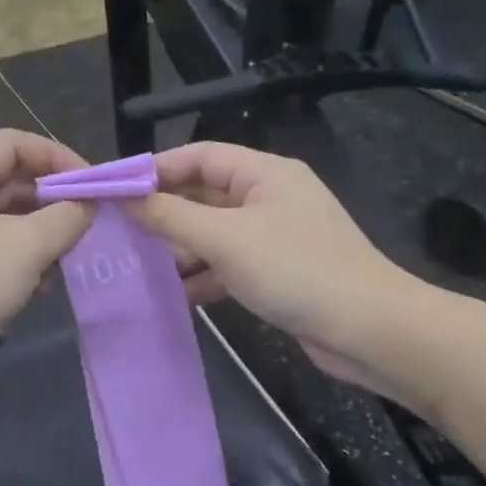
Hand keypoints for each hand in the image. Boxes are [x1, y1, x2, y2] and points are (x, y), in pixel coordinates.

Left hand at [0, 129, 92, 369]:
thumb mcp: (28, 245)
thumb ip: (66, 218)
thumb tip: (85, 206)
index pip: (13, 142)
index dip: (56, 155)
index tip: (90, 185)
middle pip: (10, 182)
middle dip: (51, 202)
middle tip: (85, 227)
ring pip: (3, 222)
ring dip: (38, 238)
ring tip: (63, 263)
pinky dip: (17, 264)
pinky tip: (36, 291)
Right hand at [131, 142, 438, 392]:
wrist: (369, 331)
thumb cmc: (295, 270)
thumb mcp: (225, 239)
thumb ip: (170, 216)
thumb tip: (123, 196)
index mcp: (265, 173)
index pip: (200, 155)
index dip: (156, 169)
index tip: (115, 189)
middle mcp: (269, 198)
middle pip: (204, 194)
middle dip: (164, 213)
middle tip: (120, 232)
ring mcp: (274, 237)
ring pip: (213, 233)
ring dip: (179, 249)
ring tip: (136, 267)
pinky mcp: (276, 272)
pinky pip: (227, 265)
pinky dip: (202, 276)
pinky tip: (172, 296)